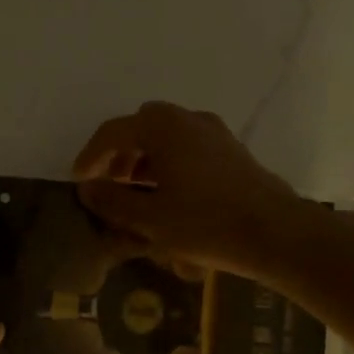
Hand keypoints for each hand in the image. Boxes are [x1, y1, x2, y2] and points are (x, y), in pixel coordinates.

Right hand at [71, 101, 305, 277]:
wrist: (275, 233)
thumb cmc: (205, 224)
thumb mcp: (150, 218)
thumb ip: (113, 201)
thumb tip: (86, 188)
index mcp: (163, 128)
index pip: (113, 132)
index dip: (90, 156)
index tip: (78, 180)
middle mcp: (189, 120)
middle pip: (142, 127)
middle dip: (120, 153)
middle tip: (110, 184)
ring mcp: (215, 134)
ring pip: (168, 137)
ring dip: (145, 159)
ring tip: (137, 194)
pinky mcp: (232, 152)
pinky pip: (189, 148)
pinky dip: (170, 164)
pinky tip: (170, 196)